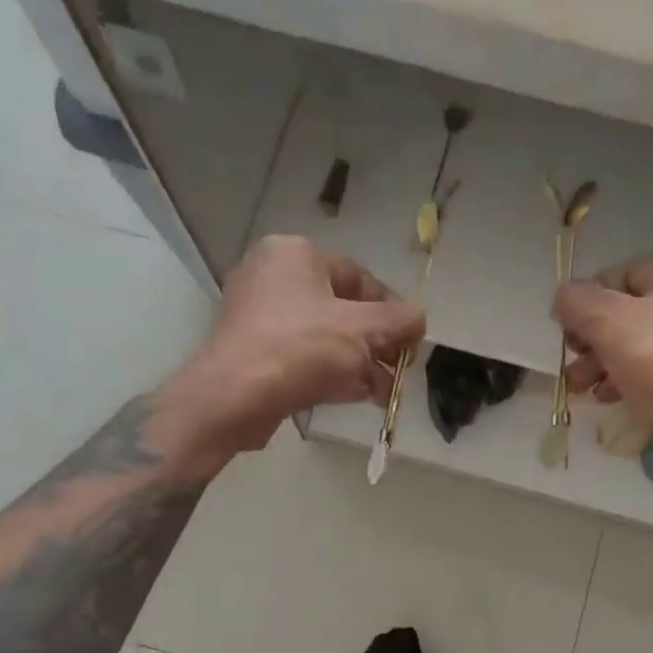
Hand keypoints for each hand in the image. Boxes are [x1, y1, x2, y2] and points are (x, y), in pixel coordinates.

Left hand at [160, 236, 424, 462]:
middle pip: (342, 309)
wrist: (233, 398)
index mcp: (295, 254)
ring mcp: (258, 317)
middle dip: (376, 344)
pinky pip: (302, 357)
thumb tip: (419, 320)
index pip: (359, 277)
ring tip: (384, 392)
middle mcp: (272, 277)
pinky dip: (331, 373)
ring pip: (323, 337)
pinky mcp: (252, 354)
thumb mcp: (364, 329)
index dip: (392, 310)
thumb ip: (401, 320)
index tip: (411, 341)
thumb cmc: (301, 349)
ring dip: (359, 364)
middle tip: (399, 370)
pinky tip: (357, 396)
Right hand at [554, 258, 652, 488]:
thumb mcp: (611, 323)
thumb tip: (563, 298)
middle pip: (624, 313)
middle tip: (572, 367)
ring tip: (581, 390)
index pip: (617, 275)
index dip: (584, 301)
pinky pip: (651, 372)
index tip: (566, 334)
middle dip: (590, 340)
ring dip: (601, 364)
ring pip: (635, 346)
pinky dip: (626, 382)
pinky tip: (610, 399)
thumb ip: (578, 302)